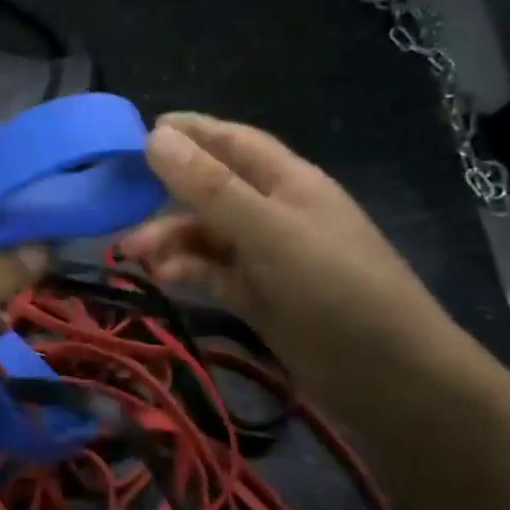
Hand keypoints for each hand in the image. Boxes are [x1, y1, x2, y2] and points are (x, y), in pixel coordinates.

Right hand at [121, 113, 477, 426]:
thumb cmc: (336, 289)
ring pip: (208, 234)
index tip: (139, 131)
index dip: (190, 132)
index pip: (232, 142)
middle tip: (117, 201)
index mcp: (288, 182)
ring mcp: (269, 257)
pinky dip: (187, 269)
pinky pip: (214, 272)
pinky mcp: (261, 297)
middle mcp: (276, 212)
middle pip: (213, 189)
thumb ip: (210, 188)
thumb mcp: (269, 232)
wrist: (391, 379)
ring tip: (131, 253)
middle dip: (167, 193)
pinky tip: (163, 277)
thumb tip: (155, 136)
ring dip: (171, 237)